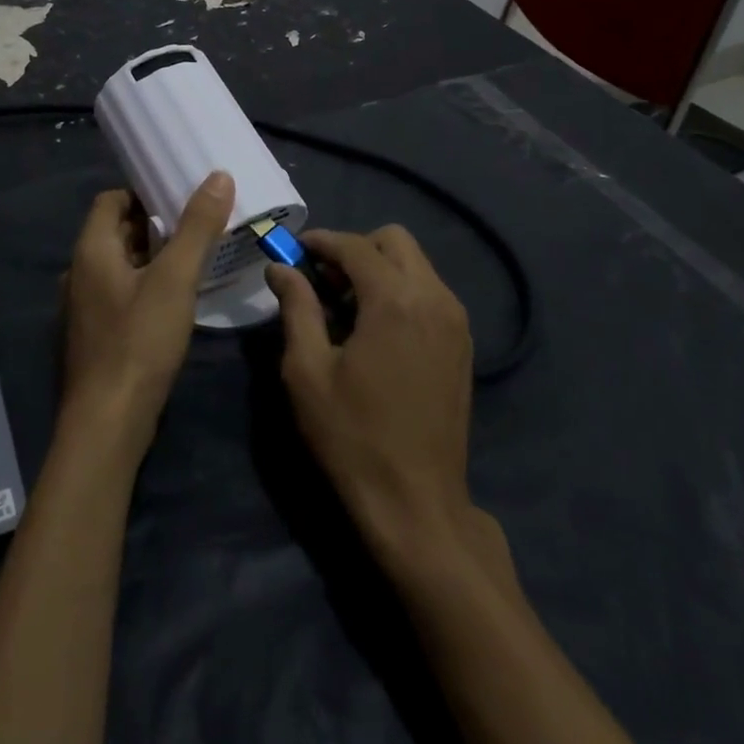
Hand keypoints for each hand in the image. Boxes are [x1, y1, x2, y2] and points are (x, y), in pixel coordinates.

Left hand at [59, 171, 234, 441]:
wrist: (107, 425)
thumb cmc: (139, 342)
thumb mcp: (175, 279)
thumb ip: (197, 227)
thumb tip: (219, 176)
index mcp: (91, 250)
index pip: (111, 200)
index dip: (143, 192)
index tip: (179, 193)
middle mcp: (80, 272)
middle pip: (117, 231)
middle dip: (155, 223)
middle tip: (198, 221)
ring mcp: (85, 307)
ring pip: (121, 265)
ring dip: (153, 256)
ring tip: (194, 256)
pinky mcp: (96, 335)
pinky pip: (122, 293)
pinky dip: (146, 285)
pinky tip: (177, 299)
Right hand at [267, 226, 482, 567]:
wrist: (417, 503)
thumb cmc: (353, 436)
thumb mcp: (307, 371)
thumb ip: (296, 307)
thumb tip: (280, 268)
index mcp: (395, 300)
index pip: (355, 246)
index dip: (321, 241)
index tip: (294, 250)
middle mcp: (434, 298)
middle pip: (395, 240)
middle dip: (356, 248)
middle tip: (324, 280)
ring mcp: (455, 321)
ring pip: (416, 264)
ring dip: (379, 268)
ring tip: (346, 305)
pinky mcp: (462, 343)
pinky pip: (429, 291)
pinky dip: (401, 290)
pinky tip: (376, 328)